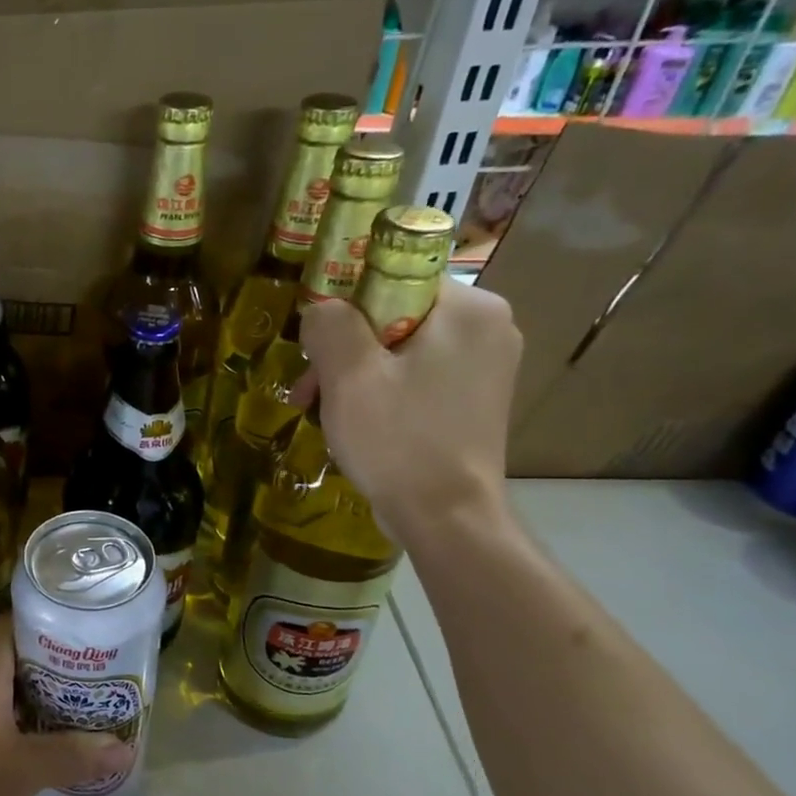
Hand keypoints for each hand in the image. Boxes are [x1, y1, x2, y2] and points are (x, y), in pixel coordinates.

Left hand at [0, 618, 131, 795]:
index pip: (19, 622)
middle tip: (86, 682)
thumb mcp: (22, 770)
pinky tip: (15, 746)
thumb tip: (126, 747)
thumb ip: (72, 756)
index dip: (52, 624)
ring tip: (60, 713)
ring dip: (21, 697)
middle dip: (45, 668)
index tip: (86, 637)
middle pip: (8, 655)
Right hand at [288, 279, 522, 543]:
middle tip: (308, 386)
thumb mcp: (349, 376)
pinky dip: (379, 391)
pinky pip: (414, 376)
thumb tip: (321, 309)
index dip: (344, 302)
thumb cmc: (399, 440)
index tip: (314, 341)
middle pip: (394, 314)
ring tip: (317, 408)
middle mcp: (488, 328)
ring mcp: (485, 366)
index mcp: (470, 310)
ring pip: (399, 348)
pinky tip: (352, 420)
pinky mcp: (473, 399)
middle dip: (343, 348)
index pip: (394, 276)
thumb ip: (330, 324)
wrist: (447, 518)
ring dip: (353, 373)